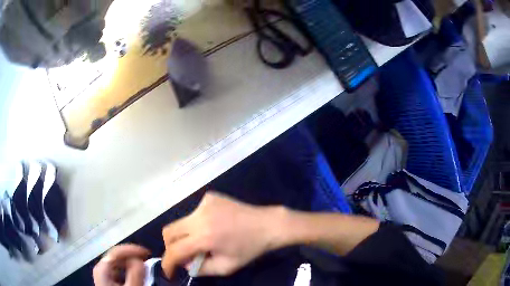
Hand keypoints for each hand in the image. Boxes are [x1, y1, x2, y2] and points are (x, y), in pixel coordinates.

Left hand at [93, 244, 150, 285]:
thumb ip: (135, 274)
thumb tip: (139, 260)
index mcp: (102, 269)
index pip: (116, 252)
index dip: (132, 250)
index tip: (148, 253)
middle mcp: (101, 269)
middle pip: (117, 256)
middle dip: (133, 257)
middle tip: (147, 260)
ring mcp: (104, 274)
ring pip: (118, 263)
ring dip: (132, 263)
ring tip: (144, 268)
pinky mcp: (108, 281)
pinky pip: (119, 271)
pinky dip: (129, 270)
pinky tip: (136, 275)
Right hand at [161, 192, 282, 277]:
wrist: (267, 224)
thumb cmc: (249, 249)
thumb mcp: (226, 267)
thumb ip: (200, 269)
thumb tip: (184, 263)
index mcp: (205, 236)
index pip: (175, 250)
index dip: (168, 263)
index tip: (169, 271)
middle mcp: (199, 216)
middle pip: (169, 231)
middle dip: (170, 246)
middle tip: (182, 256)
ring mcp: (204, 203)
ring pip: (180, 222)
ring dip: (184, 235)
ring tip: (201, 242)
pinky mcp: (209, 197)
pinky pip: (194, 214)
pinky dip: (196, 224)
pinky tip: (212, 227)